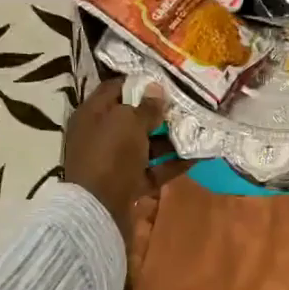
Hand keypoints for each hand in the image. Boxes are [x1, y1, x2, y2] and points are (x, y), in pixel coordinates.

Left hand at [62, 79, 180, 238]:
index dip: (139, 83)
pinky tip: (197, 156)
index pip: (114, 89)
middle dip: (158, 113)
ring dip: (169, 139)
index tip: (165, 80)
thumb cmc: (110, 156)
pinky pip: (153, 170)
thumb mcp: (129, 123)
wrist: (99, 209)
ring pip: (145, 146)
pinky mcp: (128, 184)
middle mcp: (100, 136)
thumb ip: (146, 107)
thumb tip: (156, 88)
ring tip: (196, 129)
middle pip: (131, 119)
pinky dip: (172, 164)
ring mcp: (114, 162)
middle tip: (186, 105)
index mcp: (91, 114)